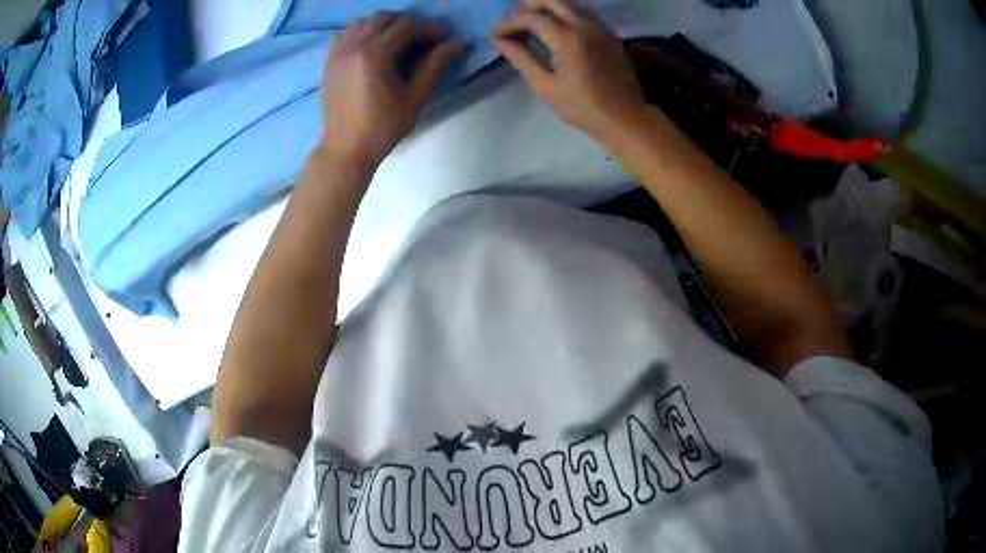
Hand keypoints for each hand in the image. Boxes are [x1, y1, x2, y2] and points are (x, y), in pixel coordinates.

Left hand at [321, 12, 463, 172]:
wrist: (346, 149)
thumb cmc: (383, 128)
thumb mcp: (415, 97)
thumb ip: (434, 64)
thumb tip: (459, 42)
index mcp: (374, 54)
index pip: (406, 26)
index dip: (429, 28)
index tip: (445, 38)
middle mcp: (353, 45)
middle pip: (384, 18)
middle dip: (408, 23)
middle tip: (423, 39)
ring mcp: (337, 52)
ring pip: (364, 21)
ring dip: (384, 25)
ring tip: (398, 41)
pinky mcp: (330, 60)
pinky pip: (348, 33)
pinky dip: (364, 32)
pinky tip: (375, 47)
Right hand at [493, 0, 646, 141]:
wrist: (625, 117)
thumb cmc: (582, 107)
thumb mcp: (545, 86)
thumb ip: (521, 58)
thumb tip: (499, 41)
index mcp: (567, 37)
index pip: (531, 17)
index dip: (510, 23)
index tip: (497, 35)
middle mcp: (585, 24)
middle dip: (529, 6)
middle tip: (515, 22)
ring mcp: (600, 27)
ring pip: (570, 3)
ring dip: (548, 7)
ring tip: (533, 24)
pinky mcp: (609, 34)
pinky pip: (583, 13)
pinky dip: (565, 14)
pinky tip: (557, 29)